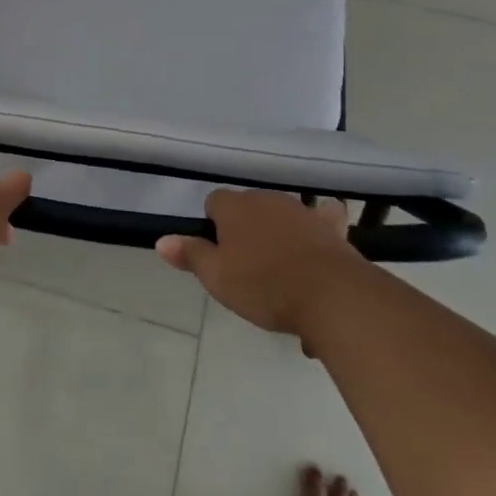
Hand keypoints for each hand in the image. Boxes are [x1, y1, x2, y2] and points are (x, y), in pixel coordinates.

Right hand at [156, 191, 359, 338]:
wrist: (333, 296)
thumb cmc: (265, 286)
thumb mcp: (218, 278)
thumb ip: (190, 255)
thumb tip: (162, 239)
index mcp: (234, 208)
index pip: (214, 202)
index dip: (213, 226)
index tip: (219, 254)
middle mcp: (266, 199)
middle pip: (247, 207)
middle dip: (245, 229)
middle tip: (246, 267)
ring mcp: (301, 210)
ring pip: (280, 214)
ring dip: (276, 231)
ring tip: (280, 269)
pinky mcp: (331, 226)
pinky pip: (322, 218)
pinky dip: (317, 226)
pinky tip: (318, 242)